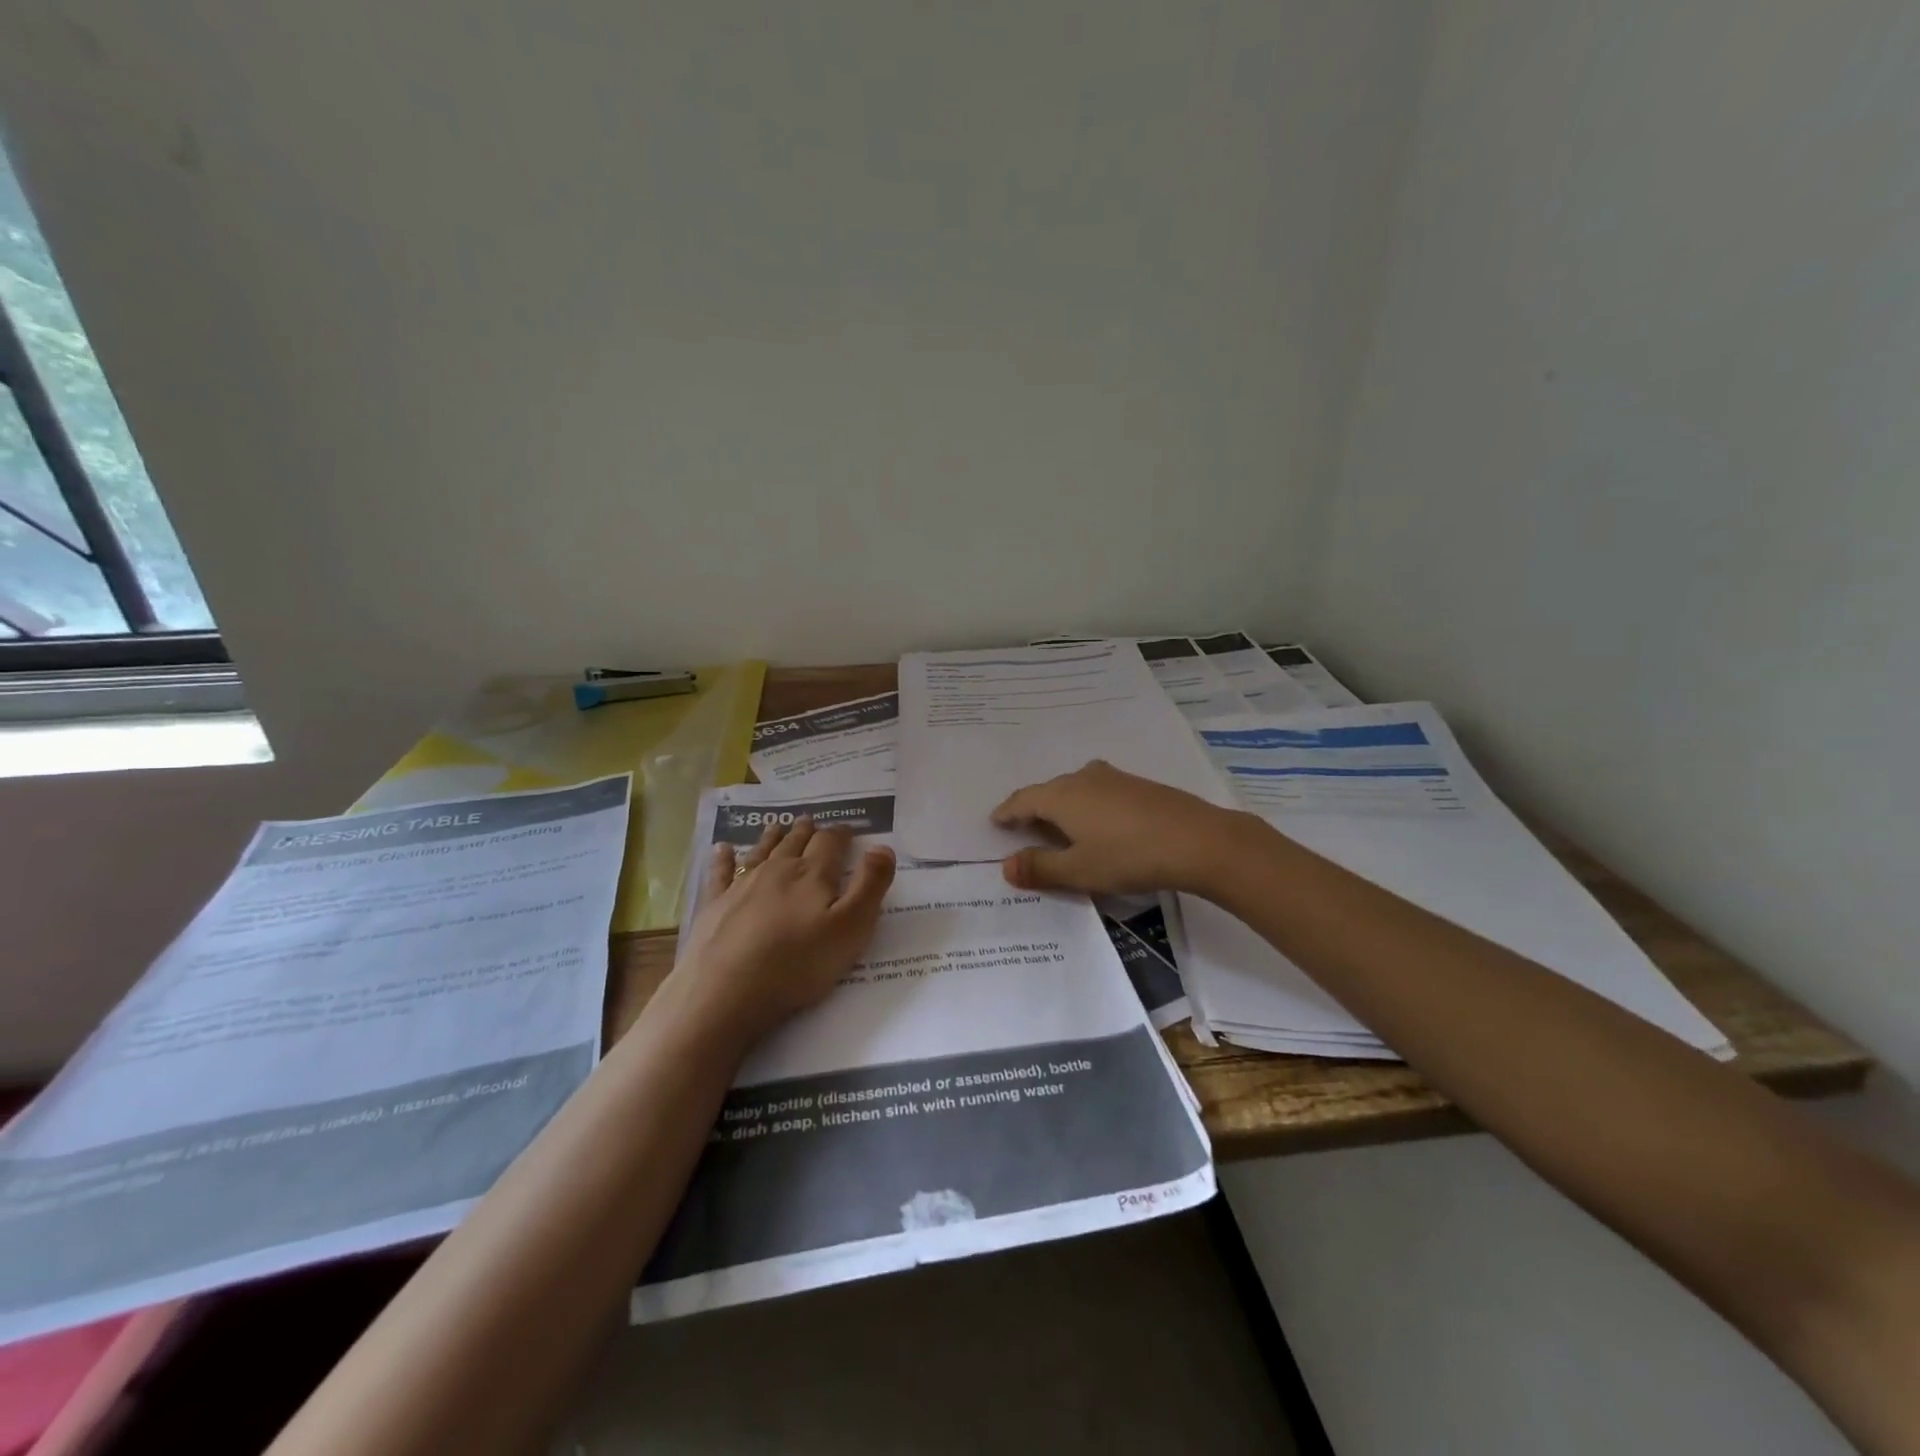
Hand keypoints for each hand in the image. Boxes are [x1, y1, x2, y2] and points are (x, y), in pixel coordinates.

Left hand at [672, 819, 895, 1046]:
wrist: (727, 992)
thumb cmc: (798, 963)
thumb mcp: (852, 928)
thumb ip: (871, 885)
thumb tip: (882, 847)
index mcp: (813, 874)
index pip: (831, 843)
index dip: (841, 834)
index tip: (848, 829)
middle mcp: (777, 870)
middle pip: (795, 843)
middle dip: (807, 832)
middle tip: (811, 821)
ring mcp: (741, 886)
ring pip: (761, 852)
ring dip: (772, 837)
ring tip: (777, 826)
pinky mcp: (715, 906)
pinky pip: (720, 874)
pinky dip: (723, 859)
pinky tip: (722, 849)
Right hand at [991, 760, 1254, 895]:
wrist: (1198, 840)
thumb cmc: (1129, 856)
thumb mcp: (1079, 870)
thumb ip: (1040, 868)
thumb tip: (1006, 866)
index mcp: (1062, 796)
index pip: (1023, 800)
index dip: (1007, 813)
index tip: (995, 822)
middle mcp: (1083, 778)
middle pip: (1048, 792)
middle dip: (1033, 810)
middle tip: (1023, 829)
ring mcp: (1113, 778)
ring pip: (1075, 789)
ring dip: (1061, 807)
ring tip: (1058, 828)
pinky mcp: (1138, 785)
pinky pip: (1097, 792)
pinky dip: (1085, 806)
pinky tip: (1097, 823)